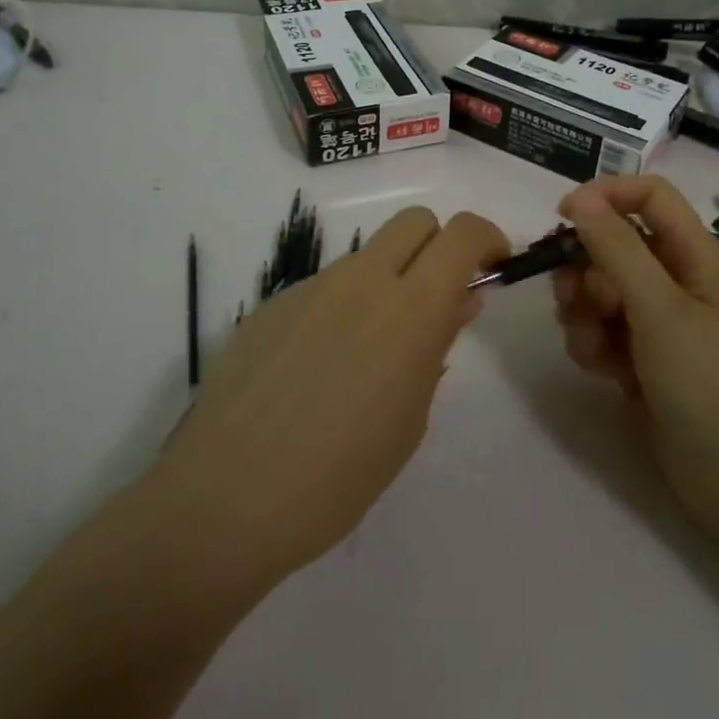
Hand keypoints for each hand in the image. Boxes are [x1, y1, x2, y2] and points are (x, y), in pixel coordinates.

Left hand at [150, 207, 507, 587]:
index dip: (488, 239)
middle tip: (436, 300)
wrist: (226, 498)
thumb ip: (436, 346)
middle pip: (414, 221)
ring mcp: (311, 287)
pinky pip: (324, 288)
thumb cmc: (337, 477)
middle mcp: (361, 281)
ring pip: (366, 257)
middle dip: (438, 246)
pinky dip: (341, 308)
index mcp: (408, 310)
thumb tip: (458, 300)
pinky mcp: (272, 303)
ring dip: (386, 282)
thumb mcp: (408, 419)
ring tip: (367, 357)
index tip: (492, 268)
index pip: (462, 234)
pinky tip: (317, 370)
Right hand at [553, 176, 718, 526]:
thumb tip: (581, 200)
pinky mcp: (639, 357)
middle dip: (584, 268)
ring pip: (596, 287)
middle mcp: (673, 279)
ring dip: (582, 311)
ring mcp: (656, 320)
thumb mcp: (660, 309)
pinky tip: (601, 370)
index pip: (648, 195)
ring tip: (594, 345)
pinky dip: (591, 343)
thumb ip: (617, 250)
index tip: (564, 220)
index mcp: (693, 255)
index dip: (606, 196)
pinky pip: (598, 328)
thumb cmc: (709, 384)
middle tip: (575, 298)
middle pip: (612, 243)